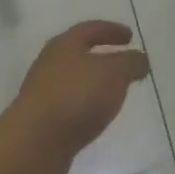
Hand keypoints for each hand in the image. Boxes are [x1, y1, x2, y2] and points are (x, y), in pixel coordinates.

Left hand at [7, 21, 150, 173]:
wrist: (33, 144)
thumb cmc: (76, 97)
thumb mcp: (115, 73)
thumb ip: (131, 63)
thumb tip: (141, 58)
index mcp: (65, 44)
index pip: (91, 29)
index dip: (112, 30)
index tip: (130, 36)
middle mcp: (50, 63)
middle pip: (79, 53)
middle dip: (102, 57)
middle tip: (123, 63)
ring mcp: (42, 93)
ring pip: (74, 81)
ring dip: (93, 83)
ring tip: (114, 93)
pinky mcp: (40, 121)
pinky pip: (69, 105)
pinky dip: (85, 105)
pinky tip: (96, 117)